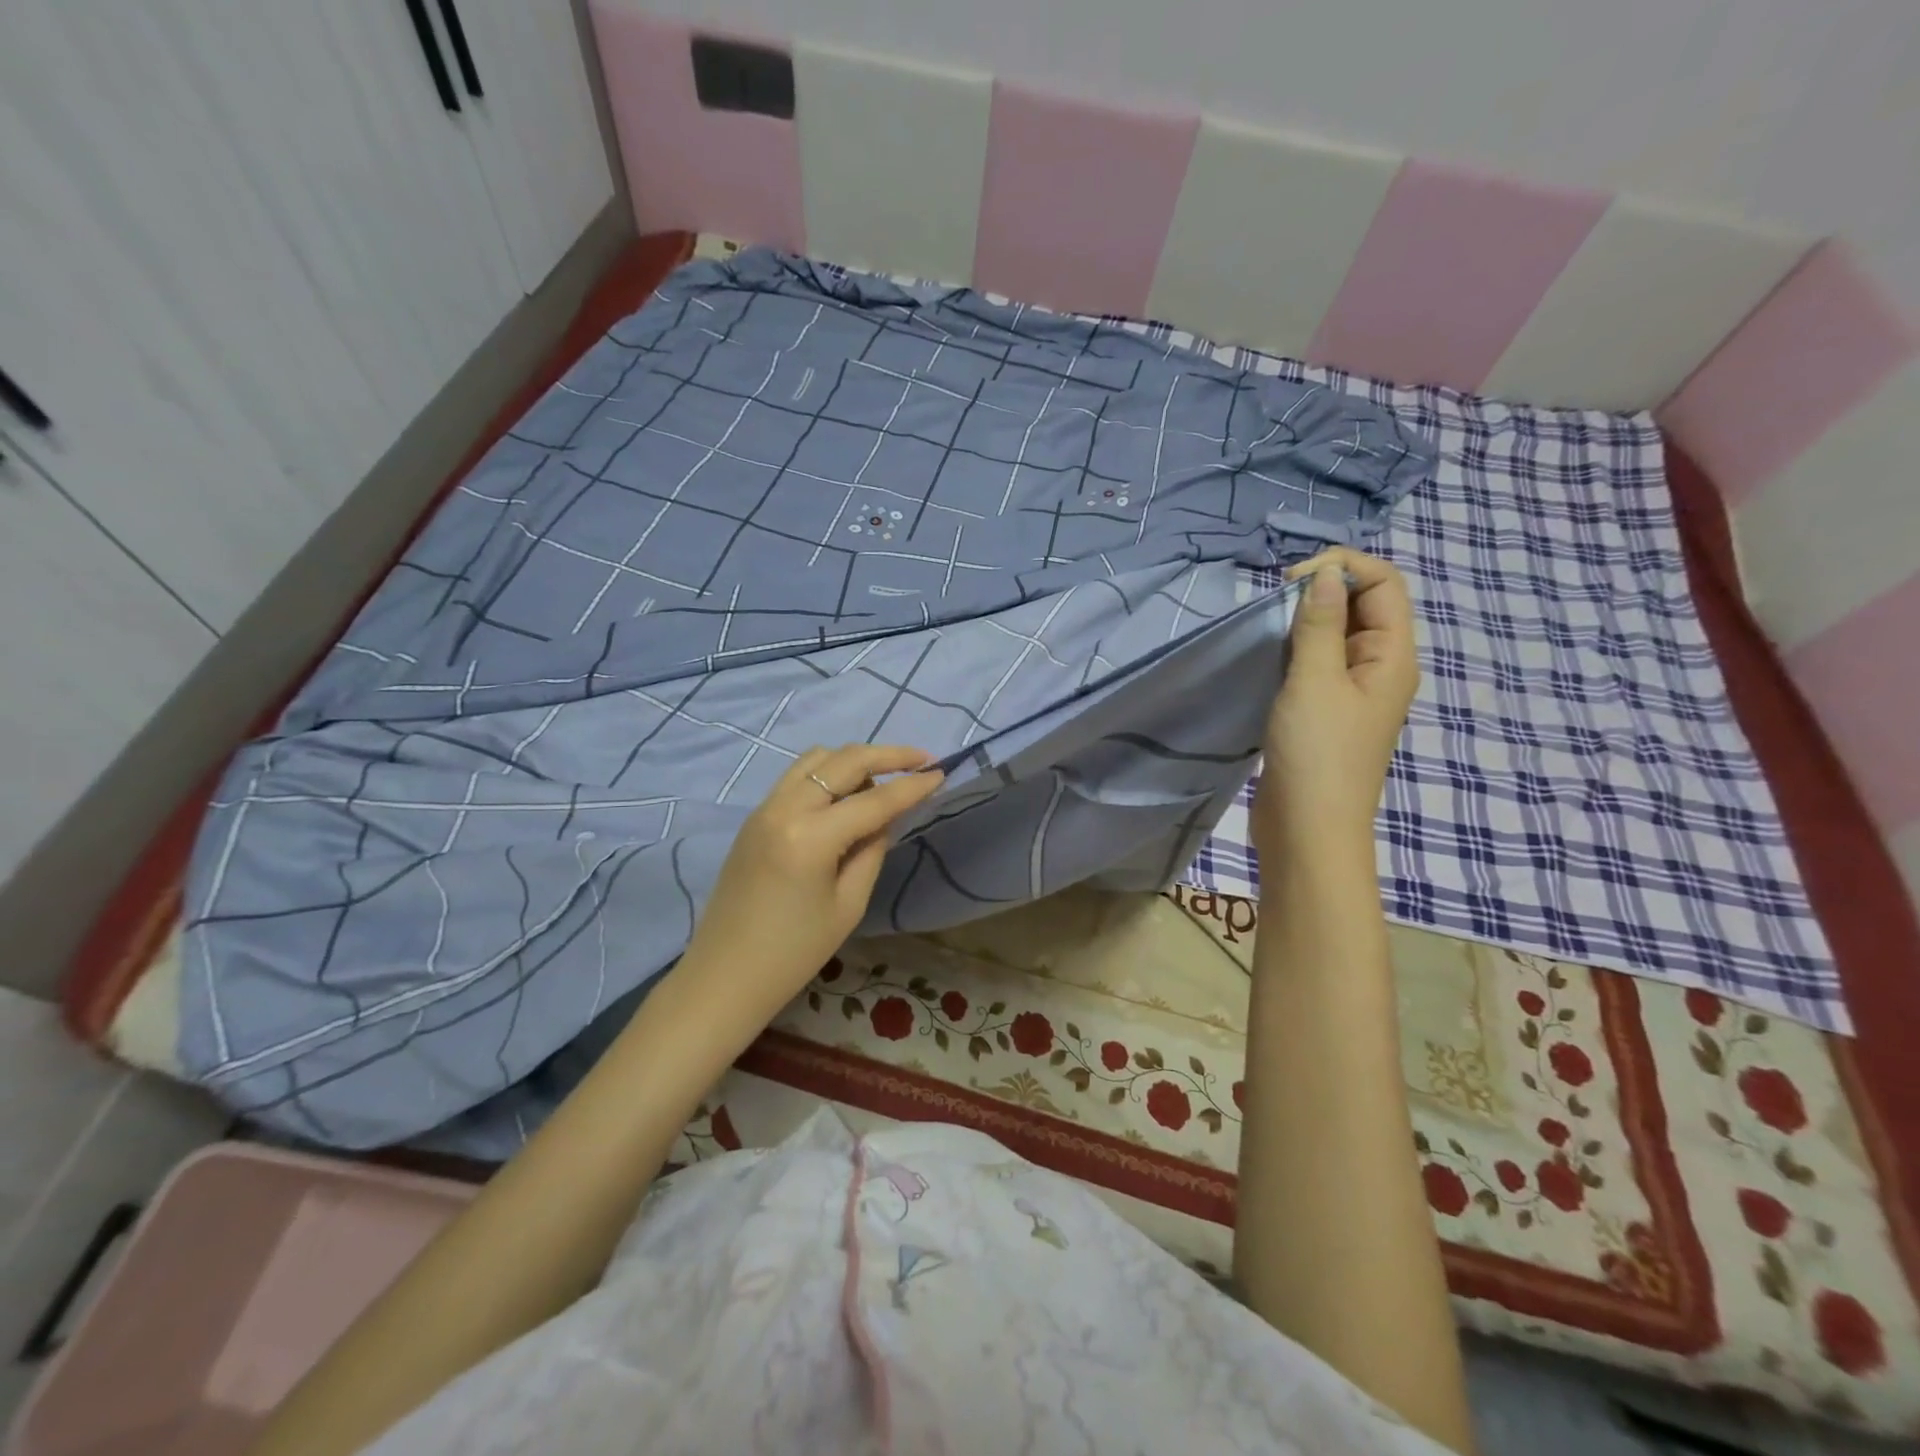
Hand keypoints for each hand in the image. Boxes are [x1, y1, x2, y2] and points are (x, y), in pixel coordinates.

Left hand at [681, 744, 943, 1007]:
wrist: (724, 975)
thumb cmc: (794, 953)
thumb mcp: (848, 905)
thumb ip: (872, 850)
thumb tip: (885, 817)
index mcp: (810, 836)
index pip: (874, 799)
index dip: (912, 785)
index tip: (941, 772)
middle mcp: (784, 808)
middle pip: (844, 760)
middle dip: (888, 755)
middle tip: (921, 760)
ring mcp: (764, 808)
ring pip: (817, 759)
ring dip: (854, 761)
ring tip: (882, 783)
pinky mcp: (755, 816)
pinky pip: (798, 777)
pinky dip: (828, 775)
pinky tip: (847, 798)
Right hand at [1253, 549, 1417, 856]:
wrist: (1308, 828)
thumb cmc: (1317, 753)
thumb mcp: (1315, 681)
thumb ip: (1319, 624)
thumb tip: (1325, 574)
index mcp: (1392, 657)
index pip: (1384, 585)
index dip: (1344, 568)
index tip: (1291, 580)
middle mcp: (1379, 668)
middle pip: (1363, 606)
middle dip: (1322, 591)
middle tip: (1274, 602)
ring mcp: (1351, 692)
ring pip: (1335, 635)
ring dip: (1305, 621)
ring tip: (1268, 627)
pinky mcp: (1324, 711)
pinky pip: (1316, 664)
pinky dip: (1295, 649)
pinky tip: (1268, 656)